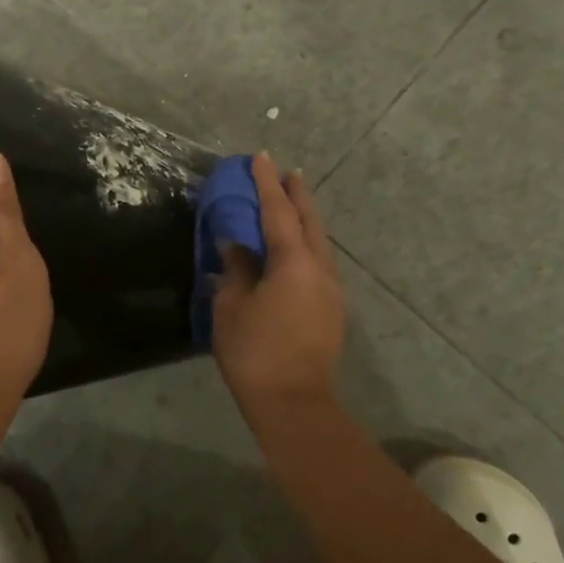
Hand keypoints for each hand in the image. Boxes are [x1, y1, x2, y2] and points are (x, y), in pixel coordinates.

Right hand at [212, 154, 343, 425]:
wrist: (294, 405)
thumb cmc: (254, 353)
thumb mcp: (231, 307)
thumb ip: (235, 269)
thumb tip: (235, 245)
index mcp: (293, 262)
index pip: (278, 211)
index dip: (267, 183)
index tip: (260, 157)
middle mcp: (319, 269)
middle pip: (310, 221)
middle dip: (297, 195)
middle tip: (286, 173)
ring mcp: (331, 290)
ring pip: (319, 243)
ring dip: (305, 220)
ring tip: (290, 206)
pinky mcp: (331, 310)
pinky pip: (319, 263)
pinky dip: (306, 245)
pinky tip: (294, 251)